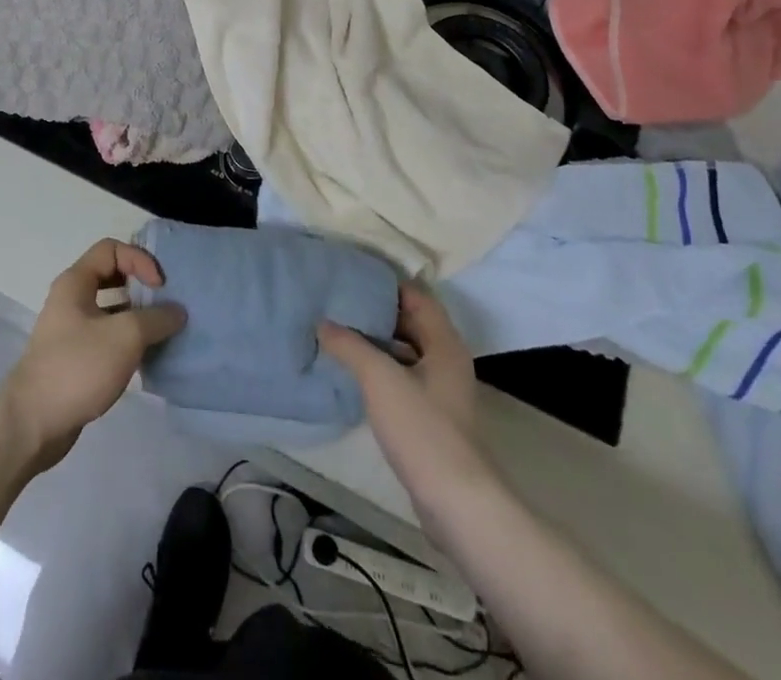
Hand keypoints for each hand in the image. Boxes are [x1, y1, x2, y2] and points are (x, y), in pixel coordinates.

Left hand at [1, 239, 185, 467]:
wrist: (33, 423)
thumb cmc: (78, 367)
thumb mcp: (125, 336)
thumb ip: (156, 319)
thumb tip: (177, 312)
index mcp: (76, 282)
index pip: (111, 249)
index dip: (139, 260)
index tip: (159, 287)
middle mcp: (71, 299)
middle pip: (112, 276)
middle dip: (141, 287)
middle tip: (166, 304)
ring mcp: (72, 330)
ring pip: (111, 310)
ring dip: (138, 316)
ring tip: (163, 332)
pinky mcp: (76, 358)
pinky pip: (107, 337)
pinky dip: (128, 341)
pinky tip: (147, 358)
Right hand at [320, 283, 493, 513]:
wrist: (457, 504)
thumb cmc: (422, 430)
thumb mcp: (379, 378)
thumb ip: (350, 345)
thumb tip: (323, 322)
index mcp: (444, 343)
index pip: (416, 296)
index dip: (386, 284)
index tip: (352, 277)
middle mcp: (446, 360)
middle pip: (411, 322)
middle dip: (377, 312)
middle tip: (338, 302)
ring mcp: (441, 391)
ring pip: (405, 352)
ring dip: (376, 342)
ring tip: (338, 332)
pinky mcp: (432, 418)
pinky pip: (403, 378)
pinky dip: (380, 368)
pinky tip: (353, 372)